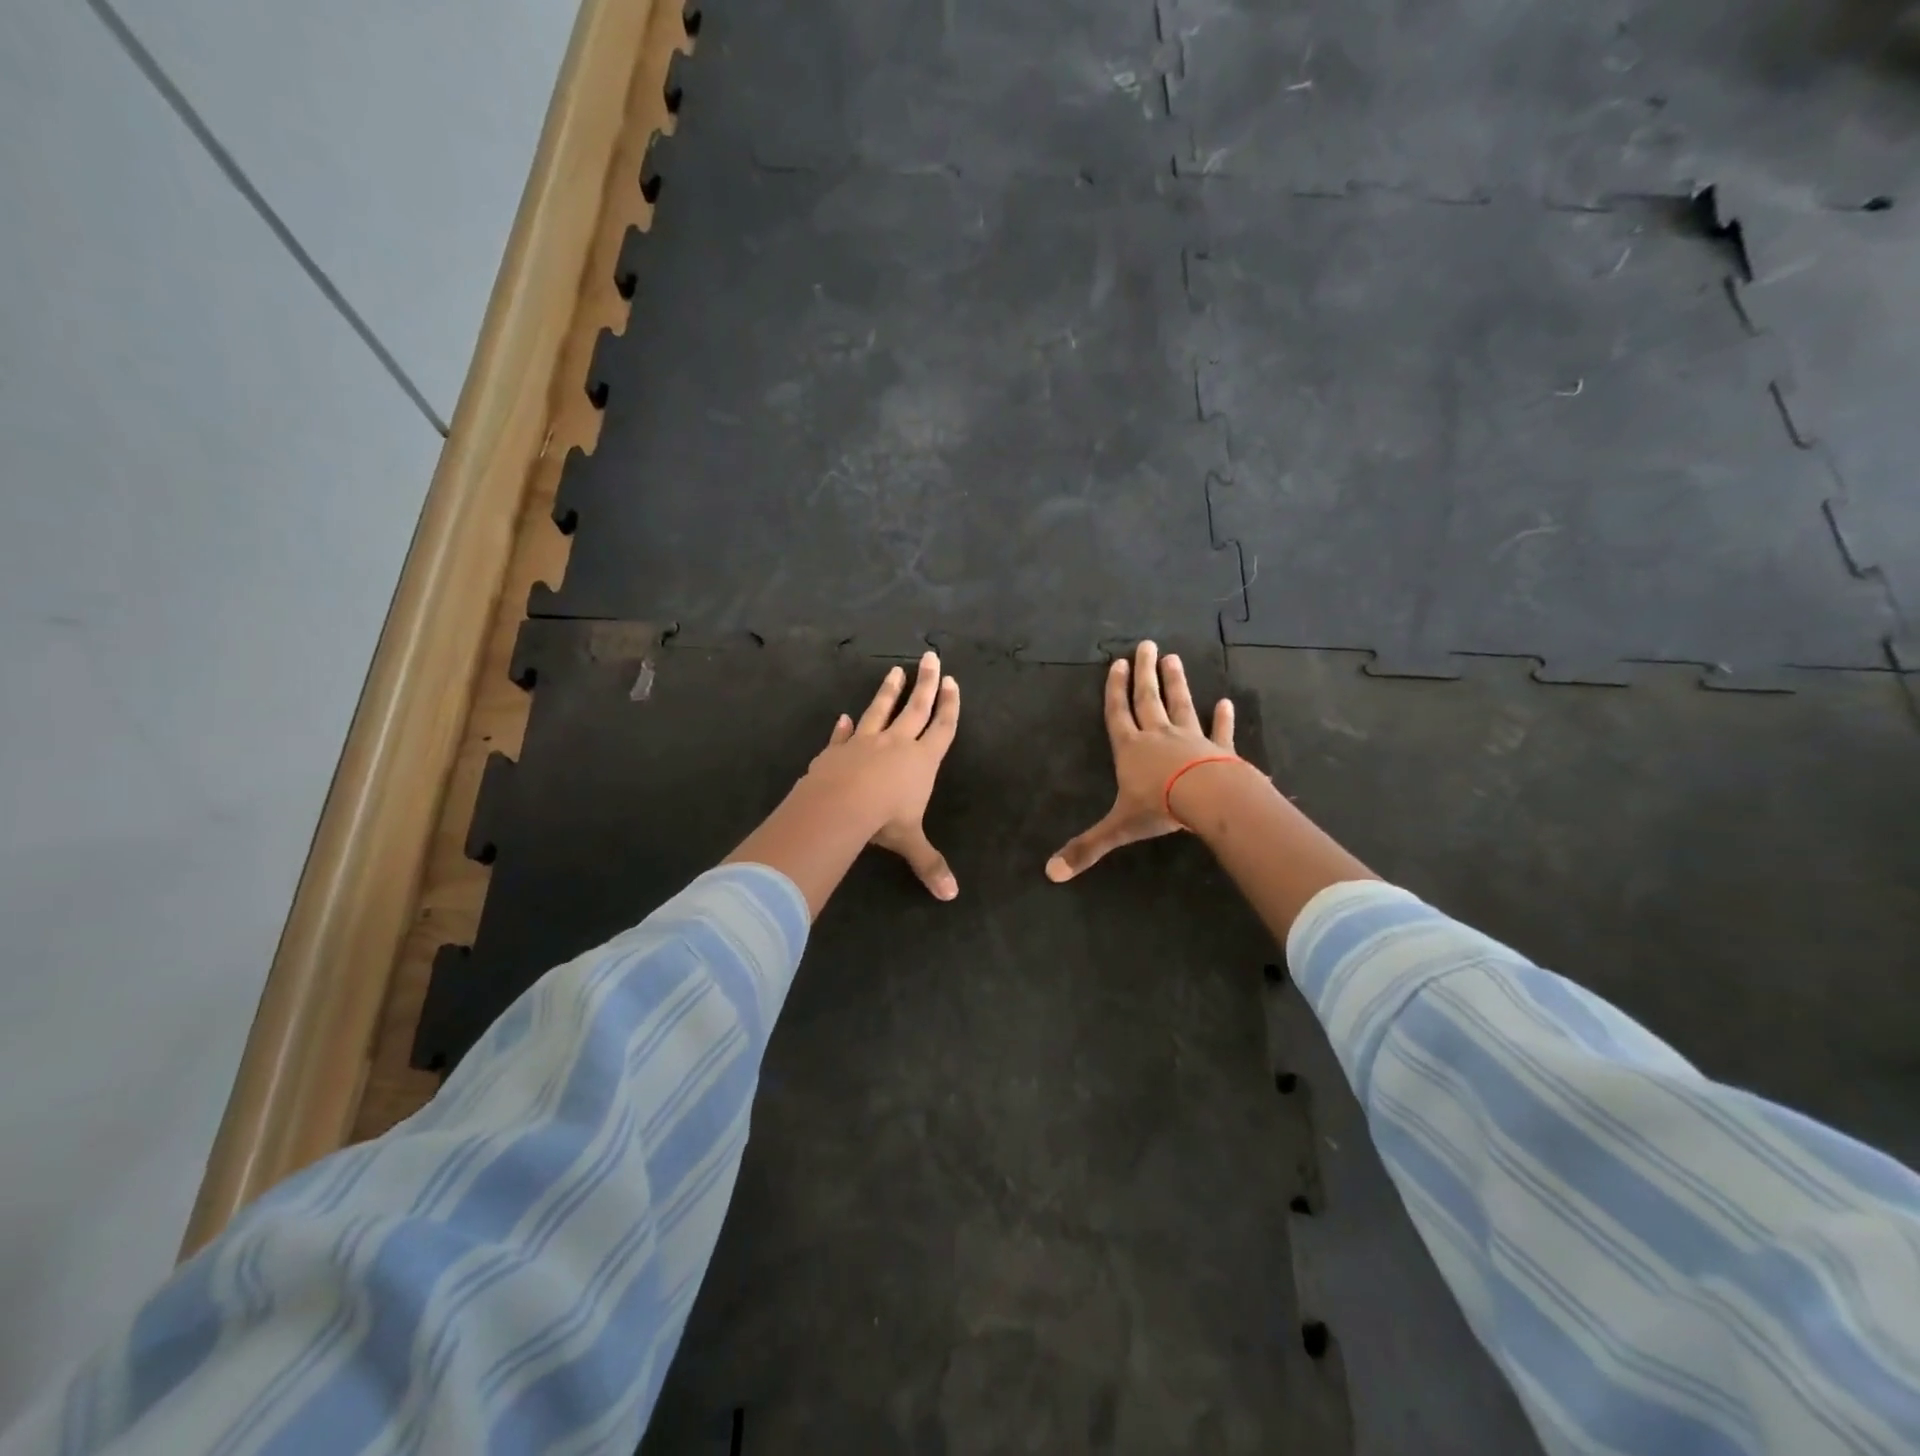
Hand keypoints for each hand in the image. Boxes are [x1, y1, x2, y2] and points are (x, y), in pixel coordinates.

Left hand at [806, 651, 961, 898]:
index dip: (949, 706)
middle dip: (925, 682)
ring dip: (888, 690)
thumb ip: (930, 864)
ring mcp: (864, 742)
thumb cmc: (884, 819)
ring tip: (894, 669)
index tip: (951, 681)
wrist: (839, 806)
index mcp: (921, 760)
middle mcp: (896, 743)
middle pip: (915, 707)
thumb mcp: (910, 842)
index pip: (942, 727)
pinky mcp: (837, 750)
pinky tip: (843, 716)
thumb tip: (951, 896)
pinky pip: (842, 735)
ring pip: (879, 710)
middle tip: (930, 656)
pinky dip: (843, 727)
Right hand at [1046, 640, 1241, 882]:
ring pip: (1181, 705)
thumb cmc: (1159, 807)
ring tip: (1173, 658)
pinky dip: (1223, 718)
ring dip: (1176, 683)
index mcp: (1130, 749)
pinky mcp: (1218, 750)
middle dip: (1144, 673)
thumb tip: (1050, 873)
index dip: (1114, 690)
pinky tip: (1226, 703)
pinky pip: (1220, 731)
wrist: (1207, 800)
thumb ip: (1087, 847)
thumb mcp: (1118, 828)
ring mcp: (1191, 739)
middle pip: (1148, 699)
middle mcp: (1158, 736)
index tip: (1116, 663)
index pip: (1117, 714)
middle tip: (1146, 646)